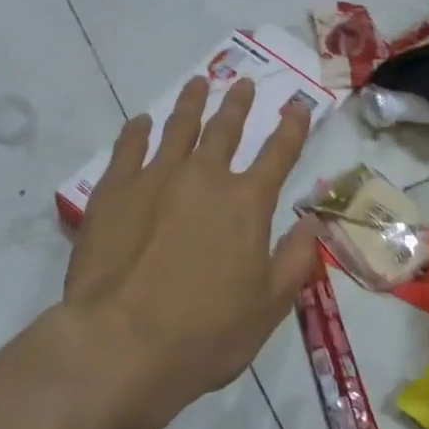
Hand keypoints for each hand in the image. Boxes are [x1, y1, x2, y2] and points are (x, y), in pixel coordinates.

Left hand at [61, 77, 321, 428]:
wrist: (120, 344)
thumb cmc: (205, 334)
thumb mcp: (268, 307)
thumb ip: (295, 259)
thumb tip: (313, 223)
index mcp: (247, 203)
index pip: (279, 153)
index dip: (292, 127)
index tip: (297, 104)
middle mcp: (204, 178)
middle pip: (225, 129)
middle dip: (238, 104)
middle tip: (242, 83)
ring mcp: (155, 178)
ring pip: (178, 127)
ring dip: (192, 103)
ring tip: (198, 83)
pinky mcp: (114, 190)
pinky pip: (128, 147)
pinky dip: (138, 130)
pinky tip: (142, 122)